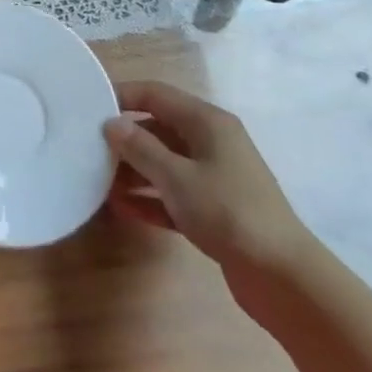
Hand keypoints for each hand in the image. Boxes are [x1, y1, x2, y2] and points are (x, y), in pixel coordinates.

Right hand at [102, 81, 312, 282]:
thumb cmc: (228, 212)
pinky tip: (122, 208)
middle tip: (88, 148)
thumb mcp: (176, 177)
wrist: (284, 278)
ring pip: (165, 162)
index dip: (122, 95)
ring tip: (98, 180)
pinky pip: (173, 193)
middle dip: (125, 138)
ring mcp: (215, 176)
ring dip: (134, 170)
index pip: (156, 94)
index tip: (87, 107)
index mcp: (207, 122)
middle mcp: (212, 142)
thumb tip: (111, 123)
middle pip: (158, 128)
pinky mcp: (215, 208)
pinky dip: (150, 197)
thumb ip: (139, 147)